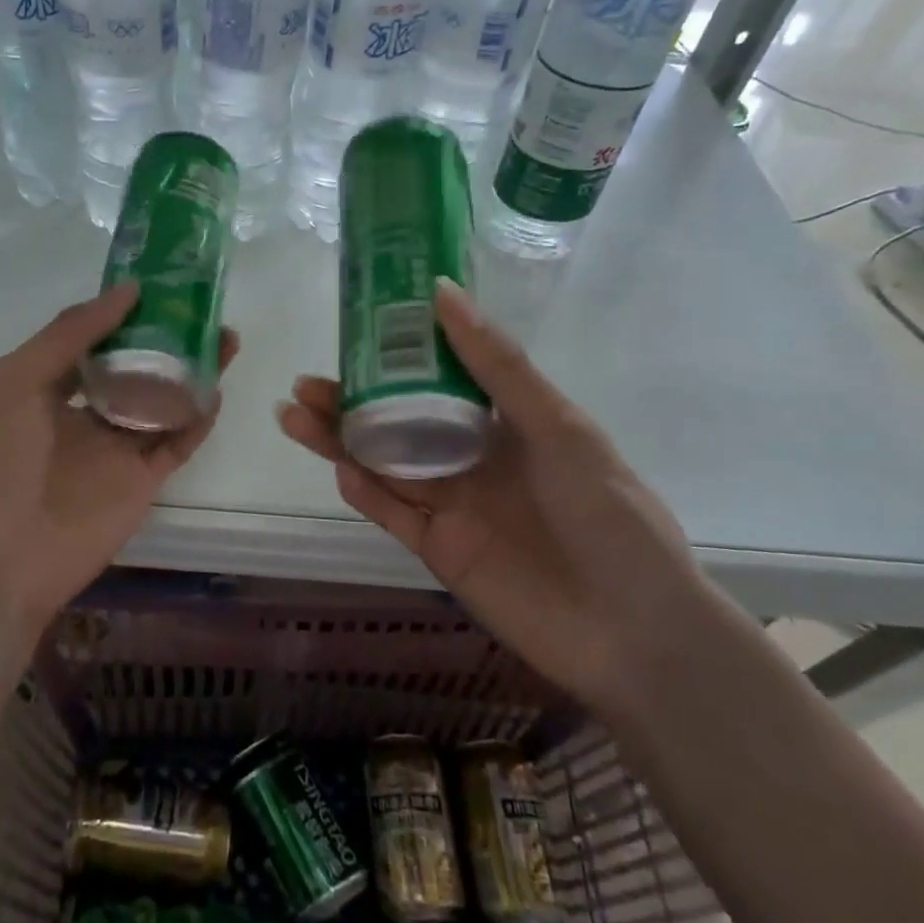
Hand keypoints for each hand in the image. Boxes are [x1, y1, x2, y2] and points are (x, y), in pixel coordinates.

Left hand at [0, 282, 236, 625]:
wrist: (4, 557)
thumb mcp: (18, 379)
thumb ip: (70, 332)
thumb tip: (127, 291)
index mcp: (47, 387)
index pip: (93, 340)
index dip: (123, 313)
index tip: (159, 284)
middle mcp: (85, 413)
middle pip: (135, 366)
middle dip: (167, 338)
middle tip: (202, 309)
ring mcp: (116, 448)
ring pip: (163, 400)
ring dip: (192, 371)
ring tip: (225, 338)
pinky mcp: (143, 480)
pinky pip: (177, 442)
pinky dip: (198, 419)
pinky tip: (216, 389)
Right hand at [277, 280, 710, 712]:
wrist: (631, 629)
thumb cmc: (607, 514)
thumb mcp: (558, 427)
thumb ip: (498, 366)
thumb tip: (443, 292)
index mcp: (505, 422)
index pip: (438, 378)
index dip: (396, 356)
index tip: (354, 331)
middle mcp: (472, 458)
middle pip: (398, 421)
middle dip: (350, 401)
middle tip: (304, 383)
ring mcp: (453, 505)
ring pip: (385, 464)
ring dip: (341, 441)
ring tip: (292, 415)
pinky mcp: (439, 549)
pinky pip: (394, 514)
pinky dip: (366, 492)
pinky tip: (339, 469)